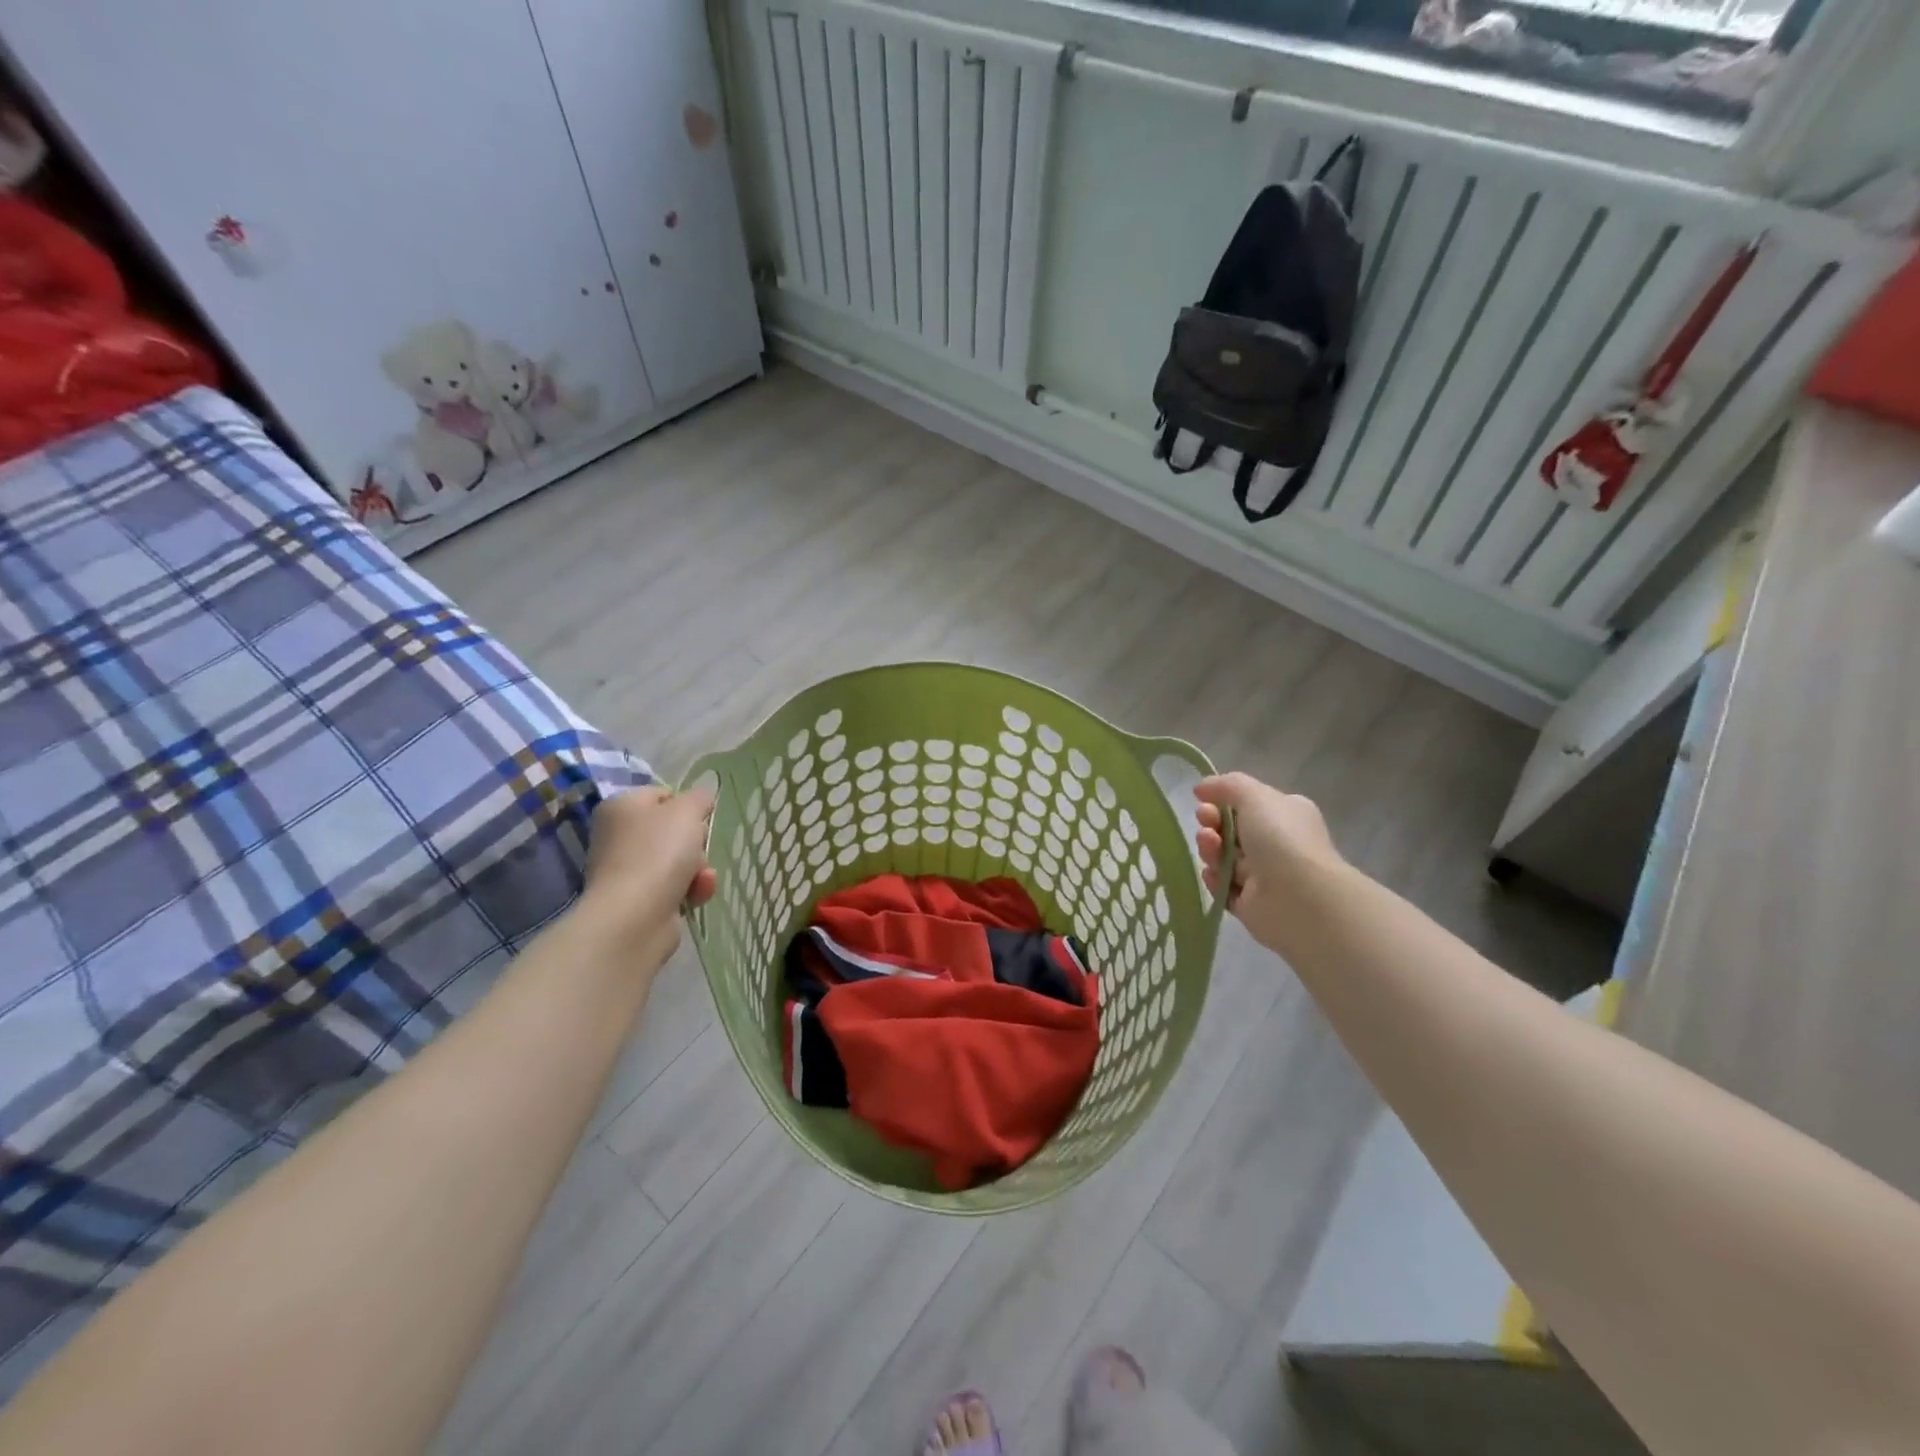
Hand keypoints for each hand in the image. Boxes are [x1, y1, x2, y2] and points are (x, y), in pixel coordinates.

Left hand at [580, 784, 716, 957]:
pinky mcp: (639, 899)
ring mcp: (627, 870)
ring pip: (679, 860)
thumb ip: (699, 797)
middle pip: (673, 831)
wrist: (635, 916)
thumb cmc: (659, 852)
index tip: (702, 818)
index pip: (662, 795)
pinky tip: (697, 895)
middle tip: (700, 848)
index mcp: (621, 806)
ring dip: (699, 868)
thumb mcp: (687, 811)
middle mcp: (618, 836)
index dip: (687, 805)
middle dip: (696, 842)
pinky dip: (691, 889)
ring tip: (701, 878)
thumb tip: (702, 794)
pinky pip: (675, 886)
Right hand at [1194, 773, 1343, 955]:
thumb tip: (1202, 788)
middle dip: (1212, 824)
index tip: (1204, 801)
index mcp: (1286, 815)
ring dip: (1210, 849)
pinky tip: (1213, 874)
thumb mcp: (1254, 796)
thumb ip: (1226, 785)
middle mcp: (1278, 844)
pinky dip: (1214, 879)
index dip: (1223, 801)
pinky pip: (1223, 887)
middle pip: (1232, 830)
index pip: (1249, 805)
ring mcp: (1265, 876)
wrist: (1299, 898)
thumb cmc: (1280, 838)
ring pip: (1224, 858)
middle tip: (1205, 823)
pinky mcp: (1251, 904)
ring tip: (1209, 846)